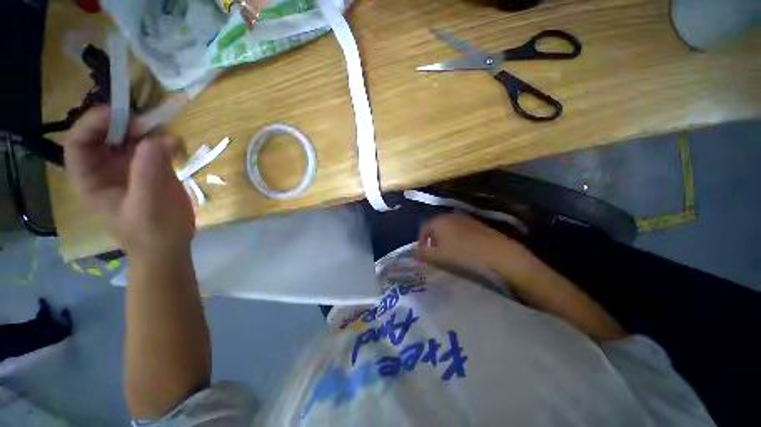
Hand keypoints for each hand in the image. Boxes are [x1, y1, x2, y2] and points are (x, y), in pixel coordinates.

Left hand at [64, 107, 194, 257]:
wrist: (171, 245)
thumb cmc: (153, 232)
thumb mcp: (148, 205)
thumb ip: (149, 172)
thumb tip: (160, 137)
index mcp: (90, 178)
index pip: (79, 141)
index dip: (94, 123)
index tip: (123, 115)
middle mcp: (105, 167)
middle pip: (105, 133)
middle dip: (125, 122)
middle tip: (151, 122)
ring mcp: (129, 167)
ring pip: (132, 136)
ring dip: (150, 130)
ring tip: (169, 135)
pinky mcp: (152, 168)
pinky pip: (155, 146)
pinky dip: (167, 142)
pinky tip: (179, 148)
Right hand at [416, 213, 530, 278]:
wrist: (499, 255)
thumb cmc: (462, 255)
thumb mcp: (437, 257)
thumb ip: (422, 253)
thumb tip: (412, 252)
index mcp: (439, 221)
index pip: (423, 229)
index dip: (421, 242)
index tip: (423, 255)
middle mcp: (451, 216)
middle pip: (436, 228)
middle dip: (433, 242)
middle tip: (435, 256)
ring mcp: (467, 219)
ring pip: (450, 230)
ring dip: (446, 241)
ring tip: (450, 256)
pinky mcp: (479, 225)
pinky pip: (462, 232)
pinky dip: (459, 241)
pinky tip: (465, 252)